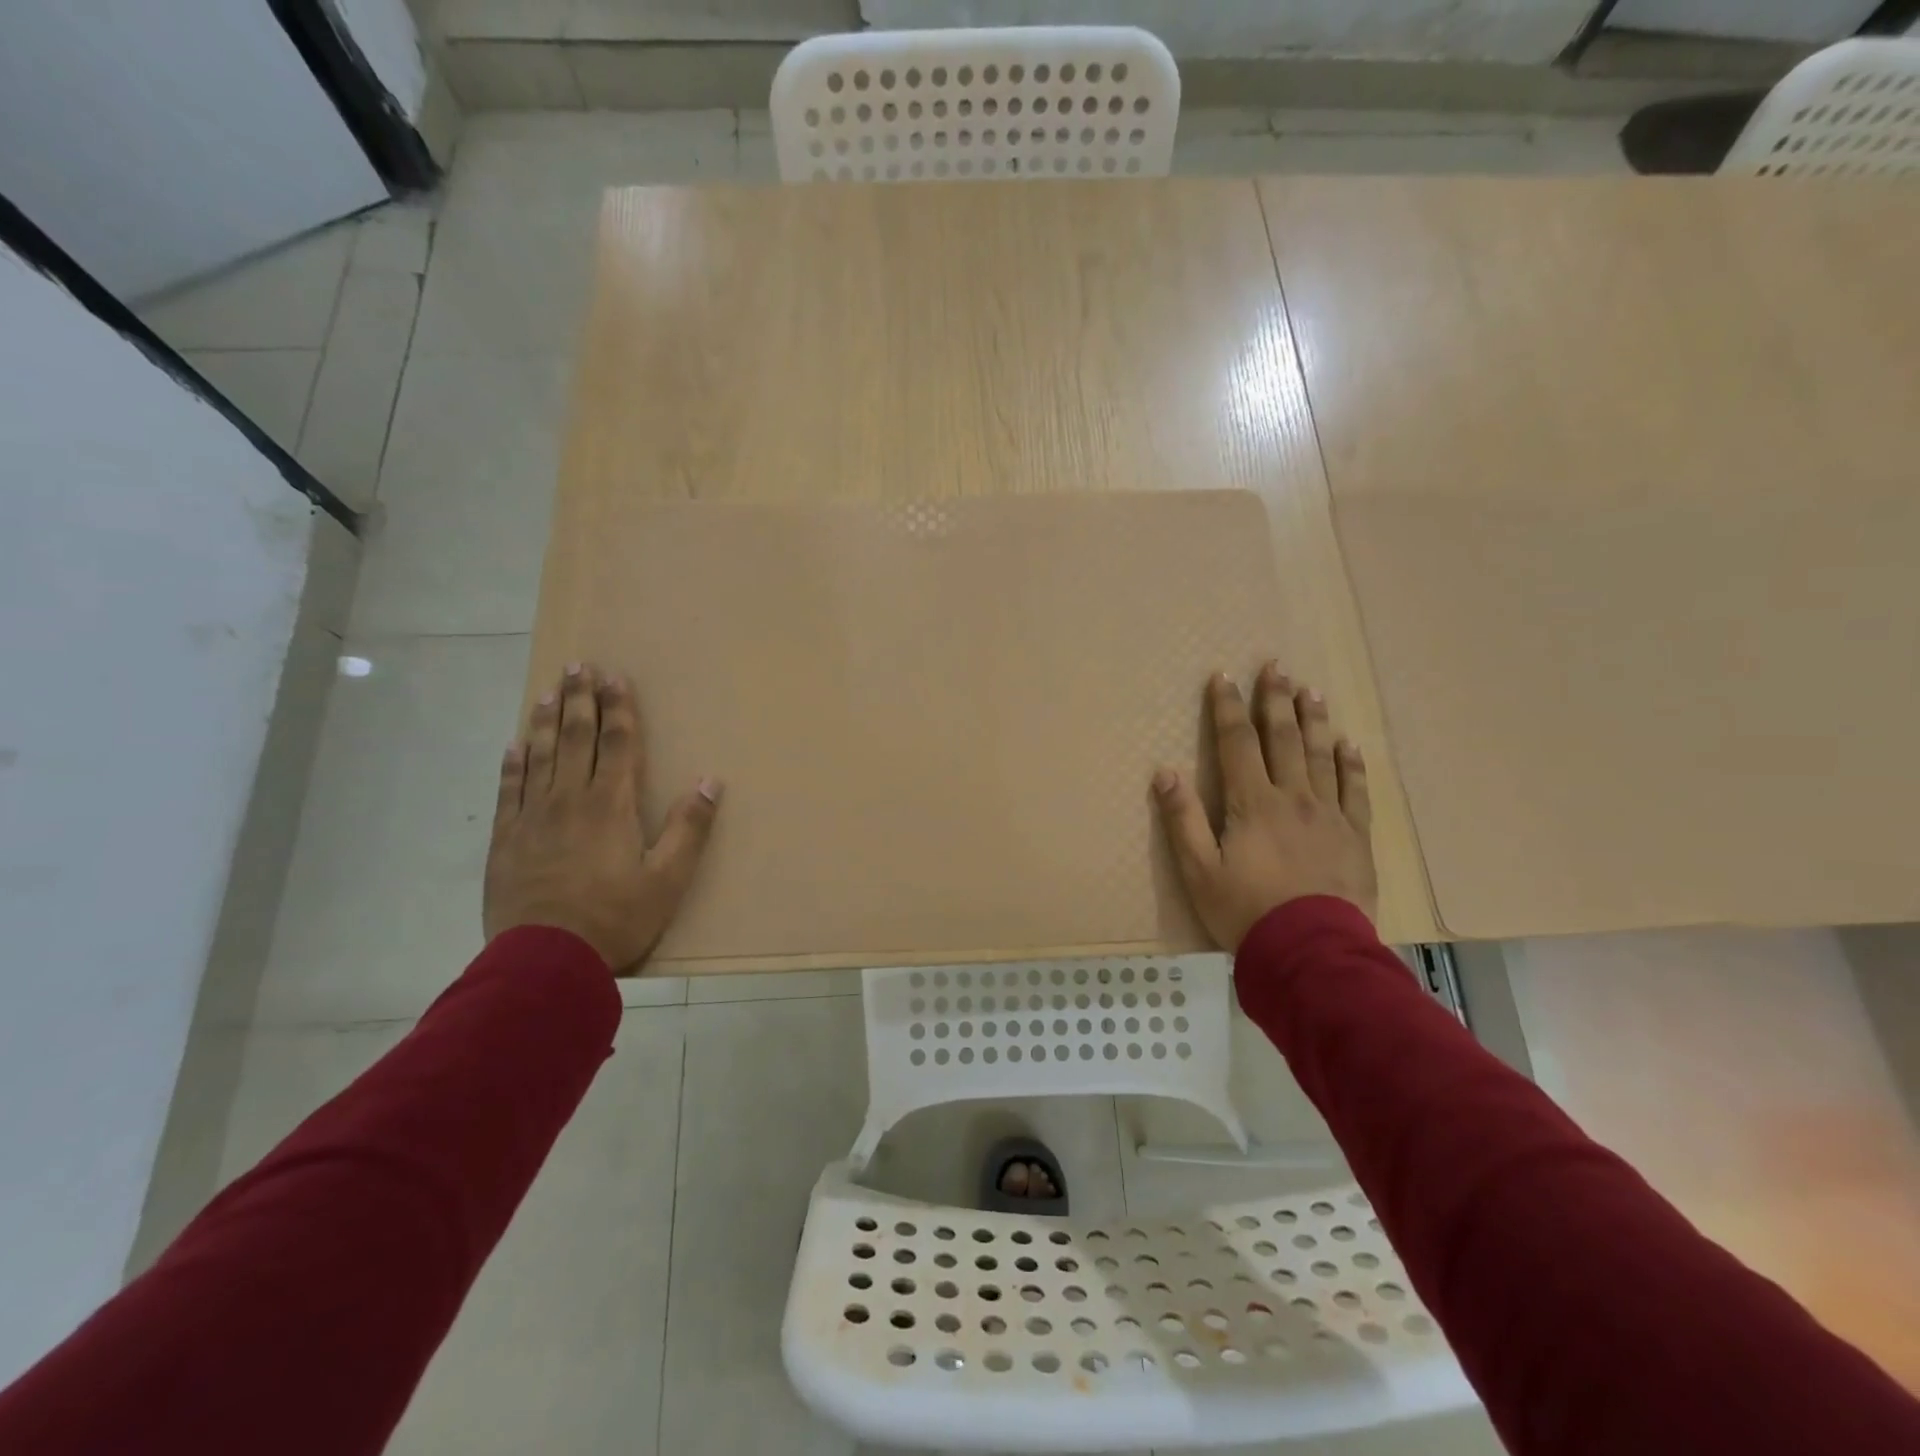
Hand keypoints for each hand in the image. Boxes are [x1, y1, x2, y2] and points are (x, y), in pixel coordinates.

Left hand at [483, 663, 720, 973]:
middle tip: (578, 666)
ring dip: (544, 721)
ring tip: (548, 691)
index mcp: (611, 805)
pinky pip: (509, 790)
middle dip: (579, 700)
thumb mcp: (668, 879)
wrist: (545, 960)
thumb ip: (690, 828)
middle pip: (575, 738)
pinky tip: (514, 745)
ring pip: (540, 756)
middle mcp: (570, 800)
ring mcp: (533, 817)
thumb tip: (711, 781)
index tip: (615, 678)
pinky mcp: (507, 840)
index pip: (618, 744)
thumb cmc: (616, 918)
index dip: (618, 709)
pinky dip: (512, 764)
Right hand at [1153, 664, 1377, 949]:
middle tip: (1276, 666)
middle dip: (1275, 700)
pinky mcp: (1355, 836)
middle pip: (1284, 738)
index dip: (1227, 708)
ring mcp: (1329, 814)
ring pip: (1322, 755)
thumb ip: (1181, 818)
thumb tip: (1164, 771)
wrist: (1310, 951)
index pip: (1237, 743)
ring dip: (1314, 720)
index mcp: (1252, 803)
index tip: (1223, 677)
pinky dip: (1352, 764)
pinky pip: (1355, 790)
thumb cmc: (1245, 911)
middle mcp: (1293, 797)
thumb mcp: (1198, 870)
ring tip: (1311, 690)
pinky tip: (1350, 744)